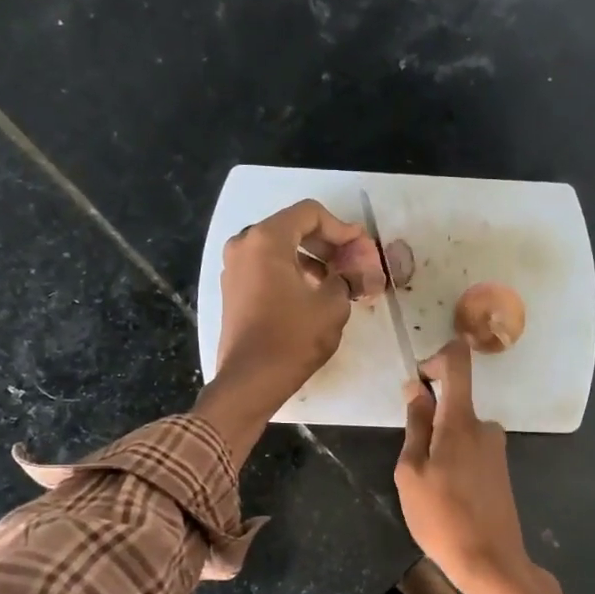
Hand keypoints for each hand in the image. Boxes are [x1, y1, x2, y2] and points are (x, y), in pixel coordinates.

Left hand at [195, 199, 365, 463]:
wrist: (251, 380)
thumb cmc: (293, 338)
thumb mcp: (332, 305)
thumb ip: (347, 278)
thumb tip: (354, 272)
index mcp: (266, 239)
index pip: (310, 213)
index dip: (341, 228)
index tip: (361, 248)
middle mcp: (244, 245)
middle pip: (292, 228)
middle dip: (327, 244)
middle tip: (353, 263)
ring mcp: (234, 268)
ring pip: (279, 250)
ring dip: (311, 260)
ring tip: (337, 282)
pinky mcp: (233, 291)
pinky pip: (266, 269)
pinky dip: (291, 273)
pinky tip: (312, 295)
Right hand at [395, 338, 534, 593]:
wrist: (490, 562)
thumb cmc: (441, 517)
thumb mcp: (412, 471)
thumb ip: (415, 425)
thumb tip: (415, 388)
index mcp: (461, 421)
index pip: (458, 362)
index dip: (436, 358)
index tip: (418, 381)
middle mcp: (485, 426)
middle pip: (453, 402)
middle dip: (429, 421)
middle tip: (413, 464)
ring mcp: (496, 448)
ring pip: (458, 431)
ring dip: (439, 448)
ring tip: (429, 489)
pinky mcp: (500, 468)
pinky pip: (470, 449)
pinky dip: (453, 462)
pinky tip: (447, 497)